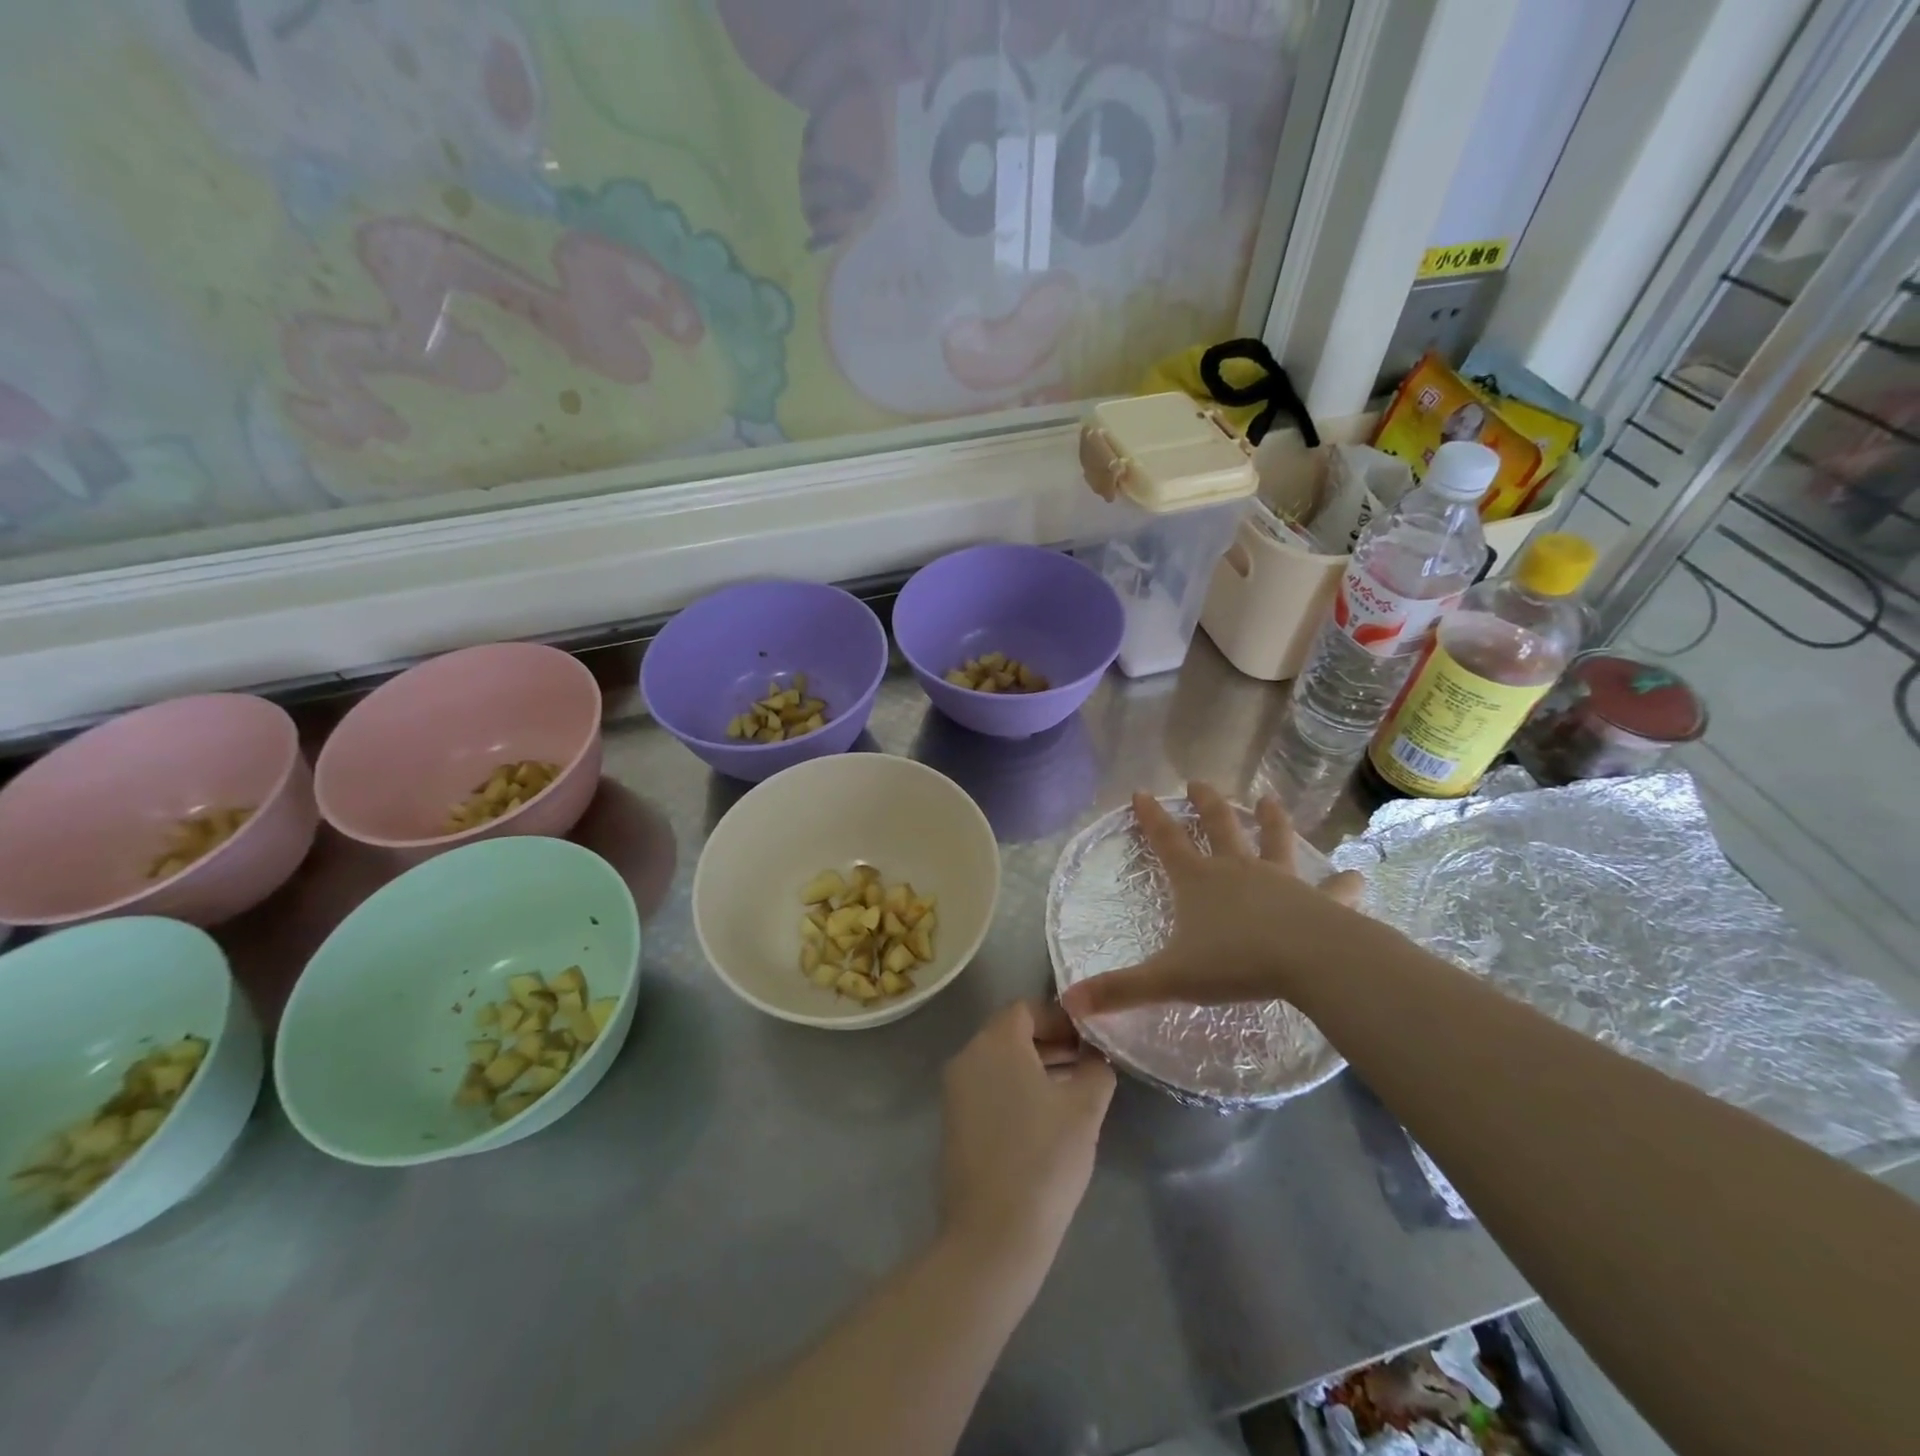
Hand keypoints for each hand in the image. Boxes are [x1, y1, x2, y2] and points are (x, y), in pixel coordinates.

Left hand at [940, 1000, 1115, 1271]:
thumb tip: (1096, 1056)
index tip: (1091, 1040)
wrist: (992, 1236)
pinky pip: (989, 1088)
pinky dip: (1017, 1090)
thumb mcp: (1085, 1110)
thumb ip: (1096, 1070)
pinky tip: (1047, 1118)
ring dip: (1036, 1067)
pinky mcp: (954, 1122)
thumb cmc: (1044, 1159)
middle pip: (1012, 1033)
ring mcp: (956, 1090)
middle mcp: (968, 1056)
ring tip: (1075, 1091)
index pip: (1028, 1008)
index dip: (1062, 1018)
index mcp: (995, 1042)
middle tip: (1089, 1063)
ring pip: (1000, 1062)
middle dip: (1052, 1042)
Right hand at [1060, 782, 1367, 1018]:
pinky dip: (1343, 883)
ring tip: (1269, 799)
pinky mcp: (1318, 900)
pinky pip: (1331, 889)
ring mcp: (1280, 881)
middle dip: (1206, 804)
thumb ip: (1120, 990)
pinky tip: (1357, 876)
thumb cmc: (1234, 963)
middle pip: (1219, 827)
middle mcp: (1237, 870)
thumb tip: (1068, 1004)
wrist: (1310, 961)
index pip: (1167, 841)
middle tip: (1198, 783)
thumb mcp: (1169, 979)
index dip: (1151, 817)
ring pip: (1274, 842)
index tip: (1141, 792)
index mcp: (1198, 881)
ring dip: (1270, 820)